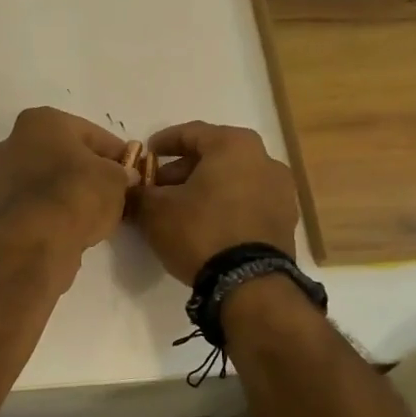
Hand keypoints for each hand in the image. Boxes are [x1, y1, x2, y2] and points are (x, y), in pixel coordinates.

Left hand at [0, 107, 137, 252]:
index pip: (91, 133)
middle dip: (88, 170)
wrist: (35, 240)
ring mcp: (1, 175)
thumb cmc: (77, 194)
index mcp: (41, 121)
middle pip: (64, 154)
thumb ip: (122, 173)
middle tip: (114, 191)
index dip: (116, 153)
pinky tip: (72, 224)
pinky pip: (35, 203)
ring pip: (47, 179)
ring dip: (69, 191)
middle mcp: (13, 141)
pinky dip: (52, 210)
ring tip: (95, 212)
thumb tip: (124, 177)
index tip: (132, 171)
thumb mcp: (115, 179)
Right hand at [132, 121, 302, 282]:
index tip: (145, 155)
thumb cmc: (200, 231)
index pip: (191, 133)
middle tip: (157, 188)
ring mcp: (281, 191)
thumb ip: (139, 193)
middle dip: (182, 170)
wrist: (249, 284)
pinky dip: (224, 206)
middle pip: (214, 156)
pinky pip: (247, 202)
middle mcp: (264, 159)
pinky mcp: (285, 220)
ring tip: (179, 209)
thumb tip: (130, 188)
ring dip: (204, 189)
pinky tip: (204, 224)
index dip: (163, 143)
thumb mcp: (155, 210)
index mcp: (234, 145)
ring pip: (232, 179)